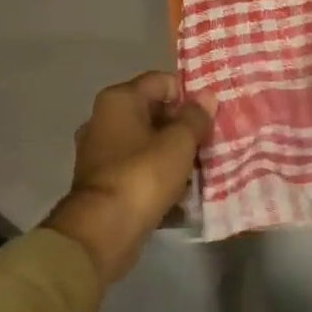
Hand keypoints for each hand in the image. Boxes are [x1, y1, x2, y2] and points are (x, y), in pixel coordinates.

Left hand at [44, 72, 216, 287]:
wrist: (103, 229)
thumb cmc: (143, 175)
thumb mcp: (178, 143)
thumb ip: (195, 118)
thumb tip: (207, 97)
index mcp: (118, 100)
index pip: (161, 81)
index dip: (188, 95)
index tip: (210, 116)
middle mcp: (103, 120)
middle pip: (153, 113)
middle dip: (182, 128)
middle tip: (210, 143)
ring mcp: (100, 153)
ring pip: (146, 144)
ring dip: (172, 155)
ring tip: (200, 170)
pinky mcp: (104, 182)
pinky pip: (138, 170)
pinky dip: (158, 176)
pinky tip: (180, 192)